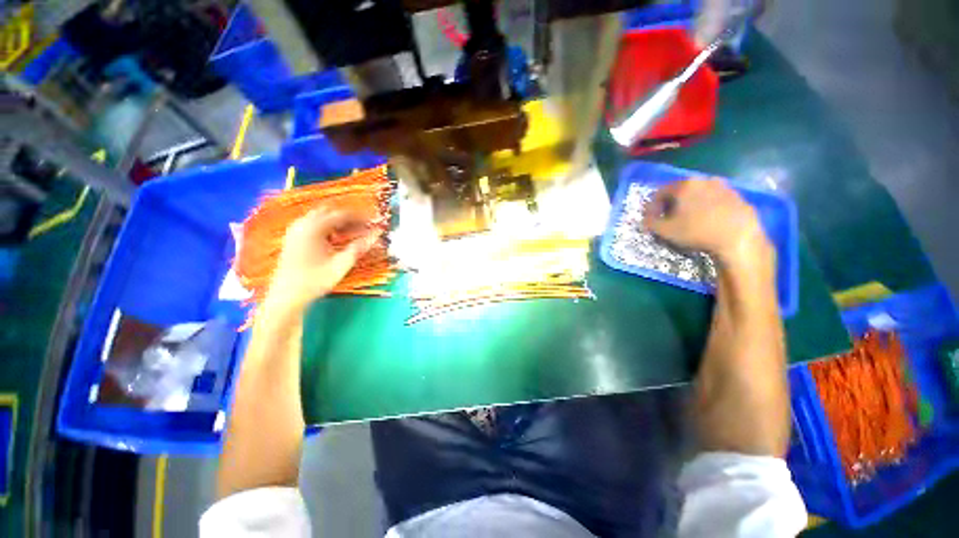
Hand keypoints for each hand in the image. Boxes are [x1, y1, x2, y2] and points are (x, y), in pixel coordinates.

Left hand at [266, 207, 379, 311]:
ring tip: (354, 232)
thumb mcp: (341, 264)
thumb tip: (377, 234)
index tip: (374, 222)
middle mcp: (302, 224)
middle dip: (349, 217)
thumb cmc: (314, 281)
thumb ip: (359, 247)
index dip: (360, 218)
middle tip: (365, 226)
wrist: (286, 297)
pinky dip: (329, 228)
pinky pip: (314, 225)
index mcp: (313, 228)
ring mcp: (296, 231)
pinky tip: (337, 239)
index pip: (341, 215)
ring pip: (321, 218)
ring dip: (339, 222)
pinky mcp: (294, 239)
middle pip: (330, 212)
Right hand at [643, 178, 773, 272]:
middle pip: (680, 191)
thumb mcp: (665, 230)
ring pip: (699, 195)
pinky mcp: (738, 197)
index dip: (652, 207)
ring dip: (690, 206)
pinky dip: (707, 209)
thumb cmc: (696, 231)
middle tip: (668, 220)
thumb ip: (650, 222)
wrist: (739, 238)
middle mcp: (704, 180)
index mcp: (684, 185)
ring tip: (689, 222)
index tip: (651, 220)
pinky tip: (707, 223)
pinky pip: (715, 201)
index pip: (660, 192)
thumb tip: (646, 218)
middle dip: (671, 205)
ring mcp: (724, 187)